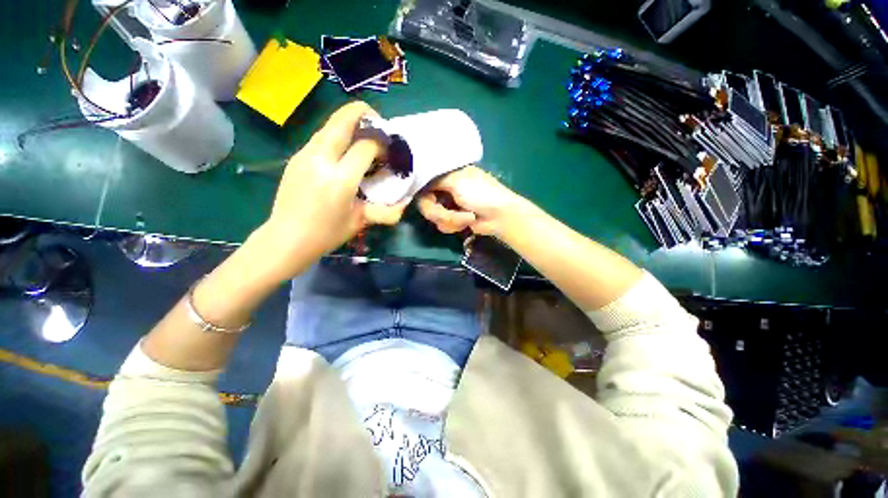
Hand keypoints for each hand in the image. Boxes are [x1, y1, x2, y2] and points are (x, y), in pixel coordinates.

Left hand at [257, 102, 407, 278]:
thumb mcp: (360, 221)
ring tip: (362, 135)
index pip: (365, 146)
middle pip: (342, 121)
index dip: (381, 143)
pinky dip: (337, 135)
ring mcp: (305, 155)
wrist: (286, 238)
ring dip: (349, 123)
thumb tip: (404, 202)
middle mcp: (321, 160)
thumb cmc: (327, 234)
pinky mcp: (297, 157)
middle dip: (363, 113)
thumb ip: (385, 208)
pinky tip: (343, 151)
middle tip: (377, 122)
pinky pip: (320, 137)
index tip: (389, 150)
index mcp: (340, 179)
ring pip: (329, 125)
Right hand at [417, 166, 524, 236]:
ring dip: (450, 219)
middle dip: (439, 212)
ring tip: (467, 218)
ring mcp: (449, 204)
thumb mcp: (457, 181)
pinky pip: (442, 224)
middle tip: (450, 214)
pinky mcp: (453, 219)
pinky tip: (467, 222)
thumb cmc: (481, 194)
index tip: (429, 199)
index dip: (423, 193)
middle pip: (425, 203)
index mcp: (447, 175)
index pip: (423, 182)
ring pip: (433, 216)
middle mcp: (445, 188)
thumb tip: (418, 180)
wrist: (499, 216)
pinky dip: (455, 225)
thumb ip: (435, 179)